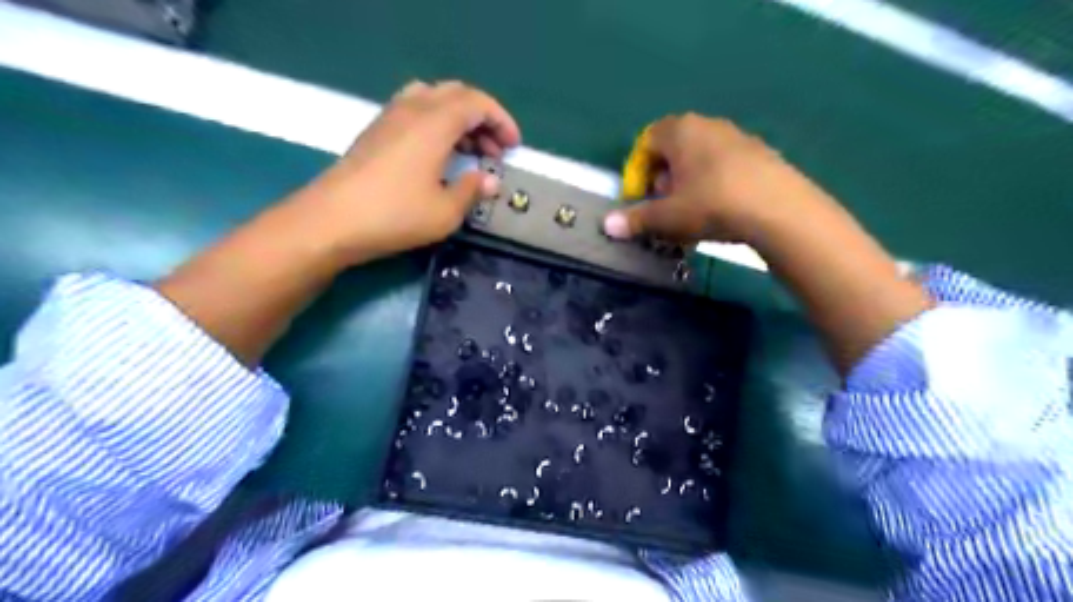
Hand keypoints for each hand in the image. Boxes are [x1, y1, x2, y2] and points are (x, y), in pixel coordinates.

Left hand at [295, 81, 522, 266]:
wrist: (331, 221)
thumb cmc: (395, 215)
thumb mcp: (446, 212)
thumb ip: (472, 190)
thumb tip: (490, 180)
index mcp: (435, 122)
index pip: (477, 103)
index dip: (501, 120)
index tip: (513, 147)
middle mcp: (413, 109)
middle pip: (456, 94)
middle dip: (482, 118)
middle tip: (494, 151)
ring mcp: (389, 117)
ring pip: (433, 99)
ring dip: (458, 119)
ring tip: (469, 151)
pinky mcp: (375, 131)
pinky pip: (414, 111)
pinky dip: (436, 124)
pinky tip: (438, 154)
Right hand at [603, 112, 827, 242]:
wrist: (779, 209)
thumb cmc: (711, 204)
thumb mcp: (668, 217)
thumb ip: (636, 219)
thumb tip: (607, 226)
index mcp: (680, 131)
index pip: (647, 140)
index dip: (637, 170)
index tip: (639, 197)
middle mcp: (708, 125)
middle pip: (674, 149)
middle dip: (662, 179)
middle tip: (664, 207)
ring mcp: (738, 136)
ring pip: (700, 158)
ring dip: (688, 183)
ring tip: (691, 213)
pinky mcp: (761, 154)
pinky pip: (725, 166)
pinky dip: (714, 184)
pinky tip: (720, 211)